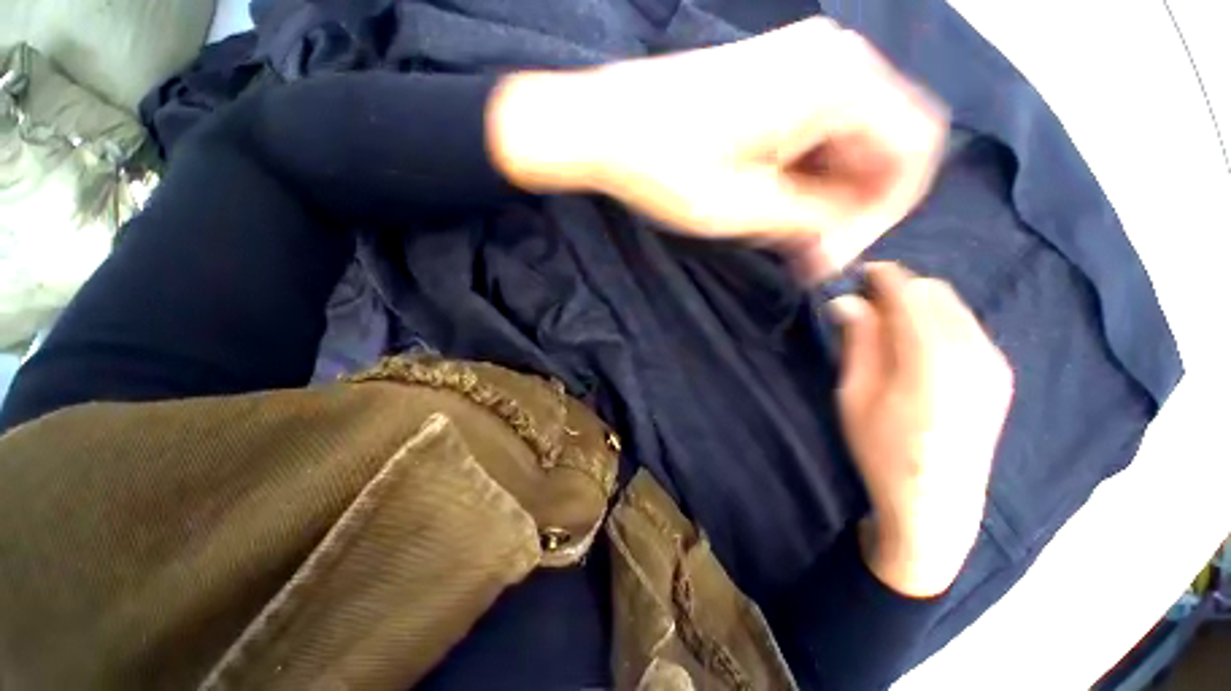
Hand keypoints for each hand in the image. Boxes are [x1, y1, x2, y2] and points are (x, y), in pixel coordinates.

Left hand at [488, 18, 947, 281]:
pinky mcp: (775, 81)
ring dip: (821, 198)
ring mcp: (802, 65)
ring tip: (779, 235)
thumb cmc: (665, 165)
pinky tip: (770, 206)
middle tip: (806, 255)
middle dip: (847, 210)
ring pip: (844, 144)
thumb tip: (842, 237)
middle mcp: (834, 59)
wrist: (605, 126)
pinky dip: (802, 177)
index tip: (837, 254)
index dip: (882, 214)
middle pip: (878, 146)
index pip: (909, 152)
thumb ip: (811, 220)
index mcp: (839, 80)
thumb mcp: (743, 208)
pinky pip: (814, 134)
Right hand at [829, 263, 1013, 596]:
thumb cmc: (882, 451)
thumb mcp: (856, 395)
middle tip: (863, 302)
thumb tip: (847, 301)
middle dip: (898, 287)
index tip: (855, 273)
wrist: (937, 505)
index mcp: (932, 358)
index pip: (908, 293)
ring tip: (884, 321)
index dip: (880, 276)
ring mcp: (993, 362)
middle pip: (934, 293)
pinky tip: (913, 342)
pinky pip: (965, 326)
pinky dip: (936, 320)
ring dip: (916, 303)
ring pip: (952, 307)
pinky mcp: (998, 374)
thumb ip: (859, 342)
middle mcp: (973, 351)